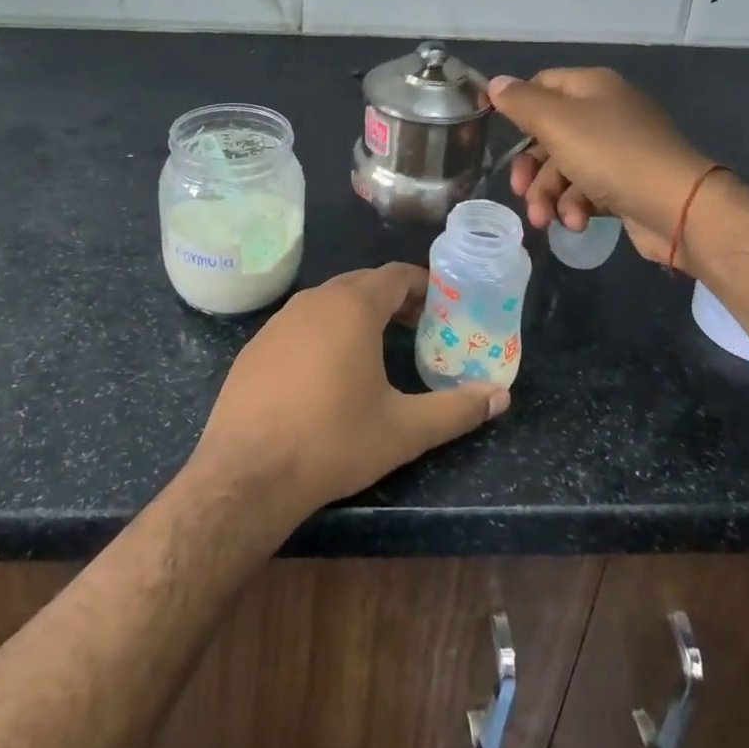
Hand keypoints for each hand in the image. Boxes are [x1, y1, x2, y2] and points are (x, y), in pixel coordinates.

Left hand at [190, 264, 508, 514]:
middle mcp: (314, 301)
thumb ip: (456, 410)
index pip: (395, 275)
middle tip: (419, 326)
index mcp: (352, 307)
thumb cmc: (333, 441)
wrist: (247, 472)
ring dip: (358, 313)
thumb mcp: (404, 429)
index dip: (422, 285)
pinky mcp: (257, 345)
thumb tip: (501, 397)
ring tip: (379, 345)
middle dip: (393, 299)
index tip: (442, 304)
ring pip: (329, 301)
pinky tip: (329, 370)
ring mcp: (279, 321)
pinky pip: (301, 323)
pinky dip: (325, 331)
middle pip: (362, 284)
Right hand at [487, 68, 717, 266]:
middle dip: (531, 168)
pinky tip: (578, 223)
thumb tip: (496, 83)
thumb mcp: (557, 123)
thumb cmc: (611, 155)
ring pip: (565, 167)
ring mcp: (618, 149)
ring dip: (549, 195)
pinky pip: (588, 190)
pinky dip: (576, 206)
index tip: (497, 134)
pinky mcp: (626, 184)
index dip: (517, 107)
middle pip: (549, 134)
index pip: (541, 85)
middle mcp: (606, 112)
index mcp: (592, 87)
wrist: (678, 206)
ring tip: (547, 221)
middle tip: (520, 191)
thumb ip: (521, 102)